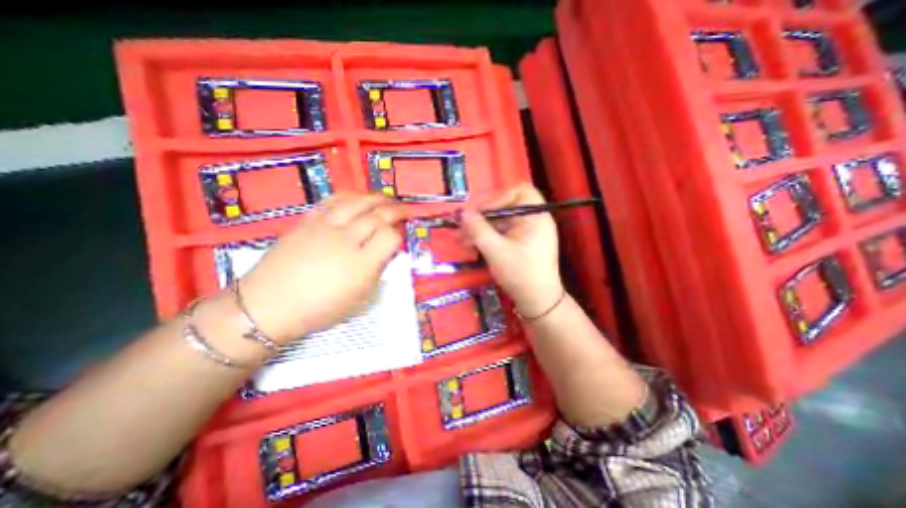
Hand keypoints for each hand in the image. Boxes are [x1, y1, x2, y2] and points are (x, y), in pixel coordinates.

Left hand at [239, 193, 400, 342]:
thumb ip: (378, 275)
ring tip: (384, 199)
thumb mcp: (359, 301)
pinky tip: (355, 198)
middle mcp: (346, 241)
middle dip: (394, 210)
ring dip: (375, 198)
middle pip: (377, 215)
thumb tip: (386, 256)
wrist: (269, 305)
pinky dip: (348, 196)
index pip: (390, 237)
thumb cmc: (319, 309)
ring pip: (356, 203)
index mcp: (362, 265)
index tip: (398, 239)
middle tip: (403, 210)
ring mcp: (324, 228)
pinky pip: (331, 201)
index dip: (398, 235)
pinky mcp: (307, 222)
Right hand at [463, 182, 564, 316]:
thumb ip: (478, 229)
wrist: (537, 302)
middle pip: (505, 206)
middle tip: (462, 224)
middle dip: (482, 215)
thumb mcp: (495, 251)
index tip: (478, 211)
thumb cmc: (520, 274)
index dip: (497, 198)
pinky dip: (486, 235)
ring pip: (500, 221)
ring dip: (480, 227)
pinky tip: (470, 243)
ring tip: (460, 237)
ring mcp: (527, 231)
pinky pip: (501, 232)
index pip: (518, 192)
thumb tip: (462, 212)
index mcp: (536, 217)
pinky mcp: (520, 242)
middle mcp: (534, 220)